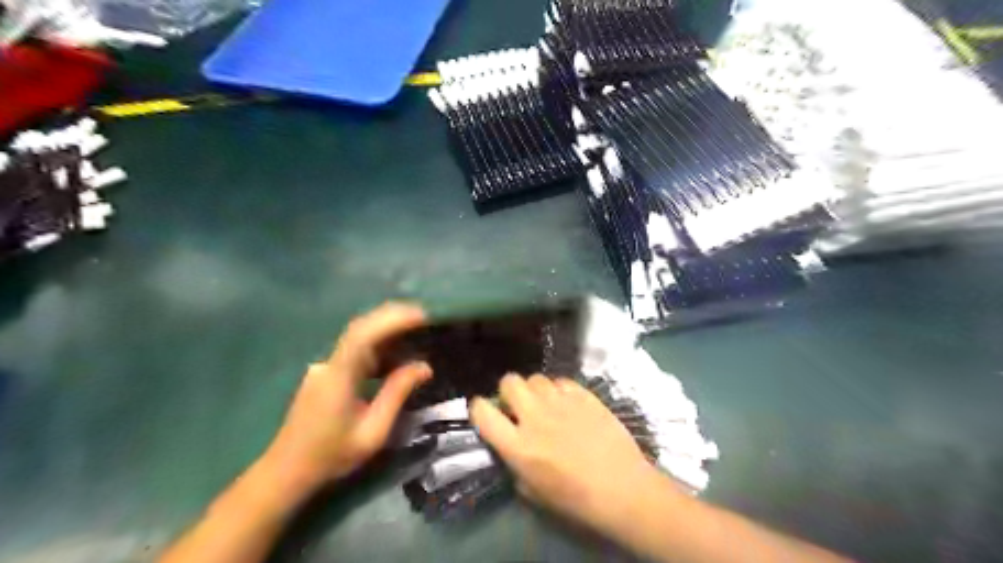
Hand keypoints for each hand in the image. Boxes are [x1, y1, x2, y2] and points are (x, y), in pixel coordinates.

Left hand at [260, 304, 427, 496]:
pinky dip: (378, 345)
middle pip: (360, 328)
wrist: (286, 472)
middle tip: (424, 316)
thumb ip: (397, 394)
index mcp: (338, 377)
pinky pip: (355, 351)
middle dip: (392, 317)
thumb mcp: (373, 432)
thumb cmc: (331, 456)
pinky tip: (395, 353)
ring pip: (358, 338)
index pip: (364, 335)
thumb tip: (424, 366)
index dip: (392, 320)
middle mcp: (328, 364)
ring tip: (417, 331)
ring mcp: (324, 367)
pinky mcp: (326, 374)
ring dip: (386, 330)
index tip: (421, 315)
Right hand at [467, 376, 669, 534]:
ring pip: (536, 378)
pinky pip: (562, 381)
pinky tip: (568, 404)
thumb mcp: (533, 491)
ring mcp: (560, 402)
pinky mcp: (583, 395)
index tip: (485, 412)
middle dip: (509, 391)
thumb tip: (512, 447)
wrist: (621, 487)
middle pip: (509, 382)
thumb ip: (515, 464)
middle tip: (519, 405)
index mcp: (518, 445)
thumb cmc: (576, 499)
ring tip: (546, 404)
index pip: (482, 412)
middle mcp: (534, 416)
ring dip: (535, 390)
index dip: (479, 408)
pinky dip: (559, 390)